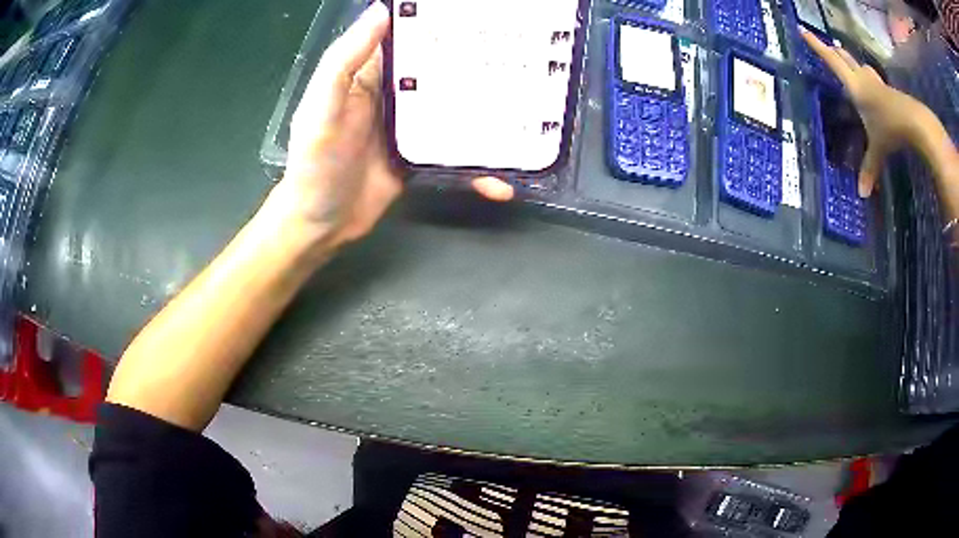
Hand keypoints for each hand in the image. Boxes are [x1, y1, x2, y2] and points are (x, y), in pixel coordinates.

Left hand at [263, 2, 512, 251]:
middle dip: (478, 64)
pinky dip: (479, 167)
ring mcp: (414, 129)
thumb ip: (346, 60)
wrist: (321, 224)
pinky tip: (503, 178)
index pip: (410, 39)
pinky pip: (457, 154)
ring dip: (489, 113)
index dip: (439, 24)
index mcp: (372, 76)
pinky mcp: (425, 158)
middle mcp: (397, 97)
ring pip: (457, 111)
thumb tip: (381, 10)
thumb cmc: (315, 163)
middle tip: (521, 57)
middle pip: (443, 72)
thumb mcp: (322, 106)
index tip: (479, 15)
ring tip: (530, 111)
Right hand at [803, 31, 927, 196]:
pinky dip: (870, 80)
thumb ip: (869, 169)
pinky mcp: (888, 91)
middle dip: (835, 51)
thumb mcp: (878, 150)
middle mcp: (863, 79)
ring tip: (850, 64)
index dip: (816, 45)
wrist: (915, 122)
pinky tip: (873, 88)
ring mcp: (877, 83)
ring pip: (861, 66)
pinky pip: (874, 80)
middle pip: (845, 57)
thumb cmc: (891, 129)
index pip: (831, 60)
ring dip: (854, 62)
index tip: (802, 29)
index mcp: (854, 86)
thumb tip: (861, 195)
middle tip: (827, 44)